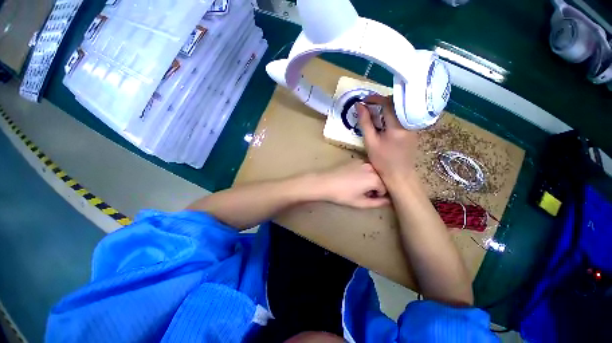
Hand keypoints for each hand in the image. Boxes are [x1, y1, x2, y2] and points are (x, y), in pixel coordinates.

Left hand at [313, 161, 389, 208]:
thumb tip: (387, 201)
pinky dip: (364, 173)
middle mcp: (372, 168)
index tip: (368, 197)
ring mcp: (363, 162)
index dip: (378, 195)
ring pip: (374, 172)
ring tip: (358, 185)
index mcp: (375, 179)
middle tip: (364, 192)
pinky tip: (353, 178)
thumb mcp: (360, 202)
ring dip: (370, 179)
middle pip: (381, 178)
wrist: (325, 182)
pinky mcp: (356, 160)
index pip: (385, 188)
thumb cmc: (342, 194)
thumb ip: (377, 203)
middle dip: (376, 186)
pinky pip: (366, 167)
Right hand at [356, 95, 418, 187]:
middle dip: (382, 101)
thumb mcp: (370, 141)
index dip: (375, 99)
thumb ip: (365, 122)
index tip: (364, 100)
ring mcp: (413, 126)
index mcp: (398, 126)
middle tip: (369, 106)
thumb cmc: (382, 160)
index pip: (388, 104)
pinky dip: (392, 114)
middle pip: (397, 103)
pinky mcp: (414, 129)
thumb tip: (359, 105)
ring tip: (375, 112)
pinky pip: (403, 115)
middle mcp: (409, 123)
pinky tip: (384, 120)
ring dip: (387, 107)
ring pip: (401, 108)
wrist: (399, 175)